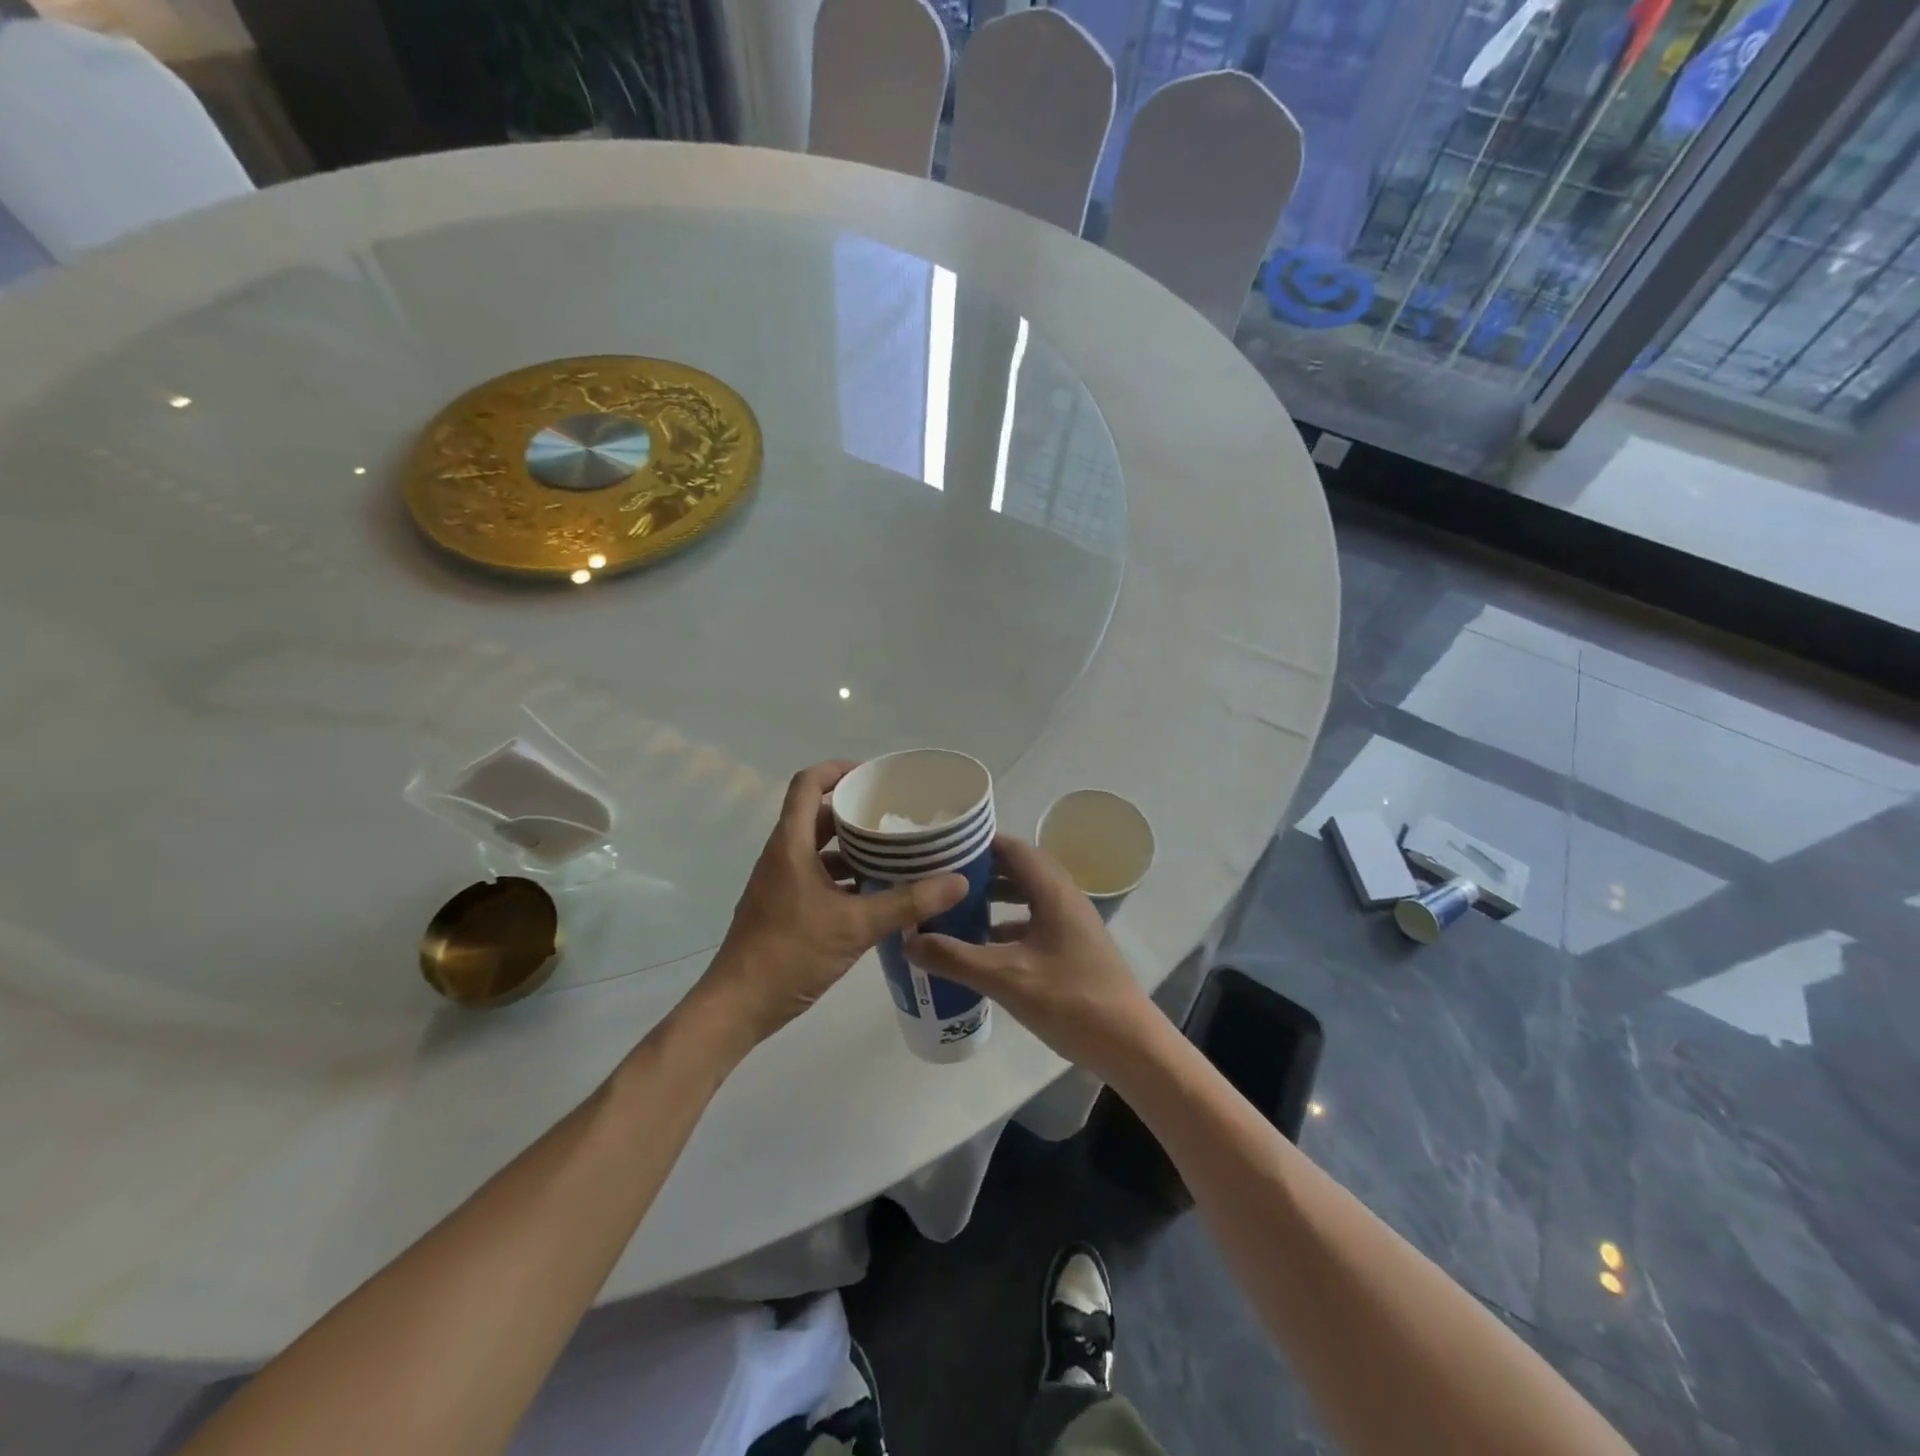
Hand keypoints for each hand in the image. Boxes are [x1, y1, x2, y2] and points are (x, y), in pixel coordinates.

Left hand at [691, 761, 967, 1048]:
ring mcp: (781, 883)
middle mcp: (783, 856)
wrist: (738, 1007)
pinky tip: (877, 894)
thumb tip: (957, 880)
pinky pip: (818, 877)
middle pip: (819, 816)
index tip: (873, 776)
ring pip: (820, 850)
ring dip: (854, 849)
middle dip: (857, 812)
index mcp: (791, 845)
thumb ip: (907, 902)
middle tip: (897, 817)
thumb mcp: (855, 926)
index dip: (837, 770)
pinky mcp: (784, 908)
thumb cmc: (790, 953)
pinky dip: (846, 878)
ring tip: (896, 853)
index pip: (807, 784)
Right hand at [906, 834, 1157, 1076]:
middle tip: (940, 876)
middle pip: (1018, 868)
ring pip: (1026, 895)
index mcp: (1053, 891)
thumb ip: (956, 958)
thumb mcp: (1006, 978)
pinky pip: (1033, 920)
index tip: (940, 848)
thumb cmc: (1071, 1001)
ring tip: (954, 905)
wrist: (1129, 1044)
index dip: (977, 843)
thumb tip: (909, 939)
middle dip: (980, 869)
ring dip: (994, 896)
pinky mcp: (1072, 946)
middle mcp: (1064, 897)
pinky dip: (1007, 923)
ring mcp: (1071, 922)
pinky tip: (982, 943)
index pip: (1012, 848)